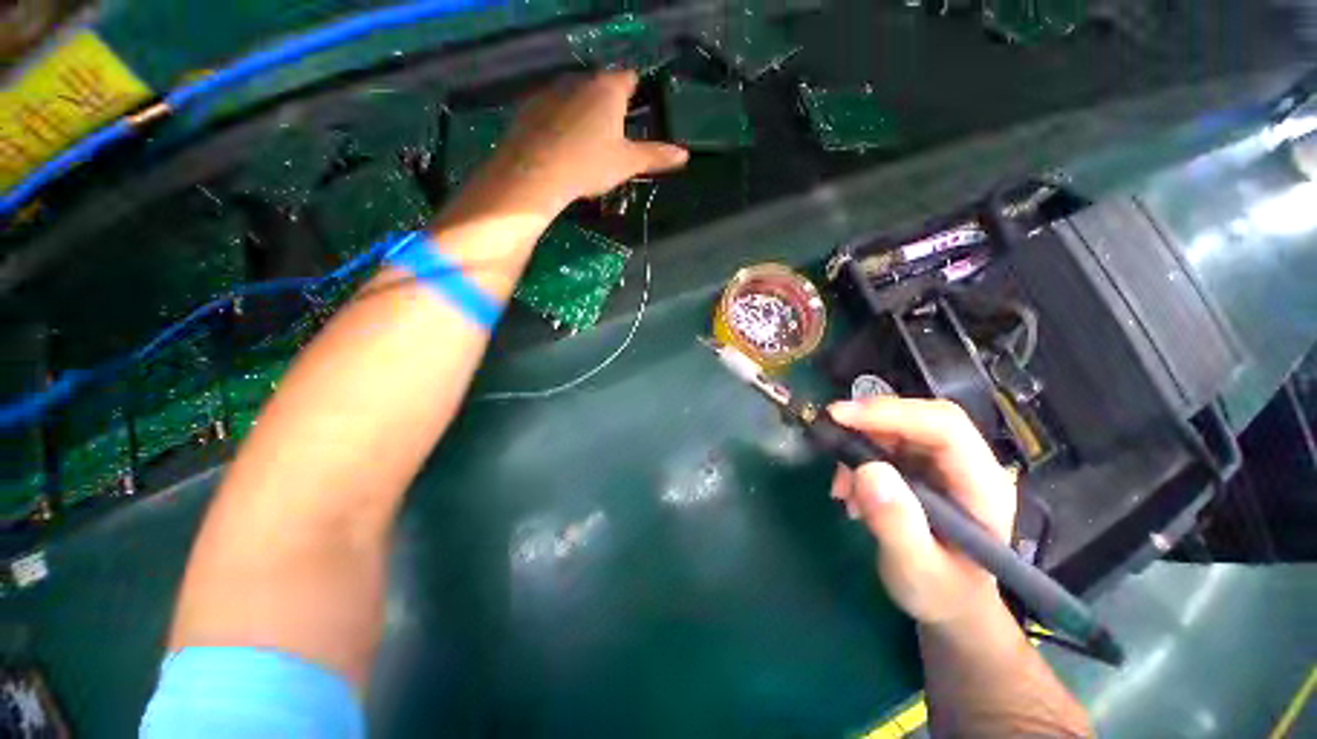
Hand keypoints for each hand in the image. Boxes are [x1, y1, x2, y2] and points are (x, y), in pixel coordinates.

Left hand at [464, 71, 688, 217]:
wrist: (536, 173)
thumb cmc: (590, 164)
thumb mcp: (627, 163)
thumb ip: (656, 156)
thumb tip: (684, 154)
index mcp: (609, 89)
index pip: (630, 78)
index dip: (637, 92)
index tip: (638, 111)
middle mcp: (581, 80)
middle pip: (602, 85)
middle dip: (610, 104)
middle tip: (614, 135)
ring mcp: (552, 90)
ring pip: (576, 95)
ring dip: (584, 111)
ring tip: (587, 142)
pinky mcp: (530, 105)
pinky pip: (553, 107)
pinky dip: (560, 120)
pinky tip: (561, 144)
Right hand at [828, 398, 1016, 625]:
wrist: (952, 605)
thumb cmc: (942, 595)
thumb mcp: (917, 570)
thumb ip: (896, 524)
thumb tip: (867, 470)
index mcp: (982, 486)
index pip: (945, 427)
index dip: (892, 413)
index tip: (840, 416)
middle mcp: (967, 465)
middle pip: (920, 419)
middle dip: (870, 424)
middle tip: (830, 435)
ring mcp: (945, 466)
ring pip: (899, 430)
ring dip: (860, 446)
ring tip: (841, 487)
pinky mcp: (923, 470)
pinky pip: (886, 447)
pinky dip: (859, 460)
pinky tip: (850, 492)